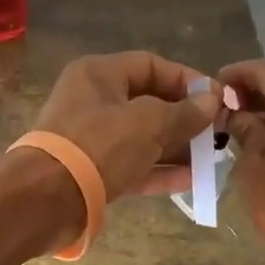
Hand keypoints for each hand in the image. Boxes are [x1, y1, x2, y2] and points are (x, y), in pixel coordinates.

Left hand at [30, 51, 221, 200]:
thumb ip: (184, 112)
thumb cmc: (99, 145)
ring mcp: (91, 138)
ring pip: (142, 137)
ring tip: (211, 158)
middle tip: (217, 132)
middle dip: (184, 117)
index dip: (186, 79)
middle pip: (148, 102)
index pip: (151, 65)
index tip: (216, 99)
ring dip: (176, 147)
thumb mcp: (148, 123)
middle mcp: (93, 101)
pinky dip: (159, 170)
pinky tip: (191, 180)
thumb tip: (212, 101)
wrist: (46, 199)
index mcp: (99, 74)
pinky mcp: (92, 172)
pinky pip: (133, 165)